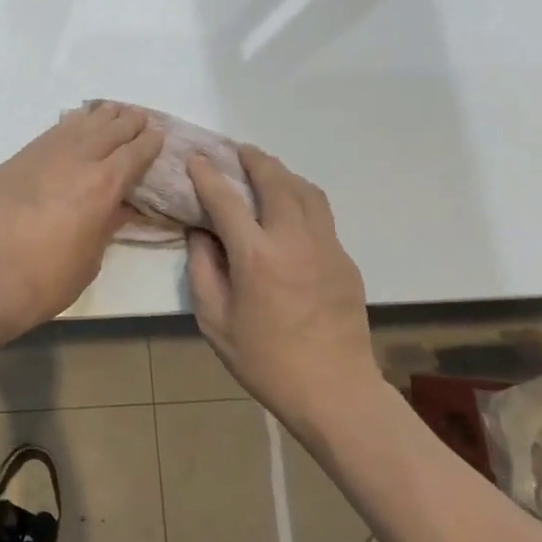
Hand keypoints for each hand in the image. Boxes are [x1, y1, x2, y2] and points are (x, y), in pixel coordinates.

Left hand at [0, 104, 163, 342]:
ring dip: (98, 117)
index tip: (158, 134)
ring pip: (76, 125)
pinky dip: (66, 127)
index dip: (149, 143)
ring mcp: (41, 156)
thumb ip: (108, 225)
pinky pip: (48, 135)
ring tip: (110, 111)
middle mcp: (75, 161)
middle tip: (139, 117)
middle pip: (108, 131)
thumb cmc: (48, 279)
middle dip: (127, 123)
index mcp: (103, 186)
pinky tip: (71, 125)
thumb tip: (122, 207)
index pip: (134, 154)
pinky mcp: (14, 162)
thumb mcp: (92, 257)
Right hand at [185, 147, 379, 423]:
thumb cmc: (264, 361)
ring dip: (283, 174)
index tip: (196, 158)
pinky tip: (289, 210)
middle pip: (276, 181)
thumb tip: (201, 234)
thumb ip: (204, 270)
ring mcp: (326, 247)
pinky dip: (301, 199)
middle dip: (254, 160)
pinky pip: (321, 215)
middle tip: (237, 150)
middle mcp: (294, 240)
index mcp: (257, 256)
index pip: (226, 200)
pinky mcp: (344, 260)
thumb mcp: (215, 321)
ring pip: (306, 192)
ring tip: (265, 170)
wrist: (334, 390)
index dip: (208, 175)